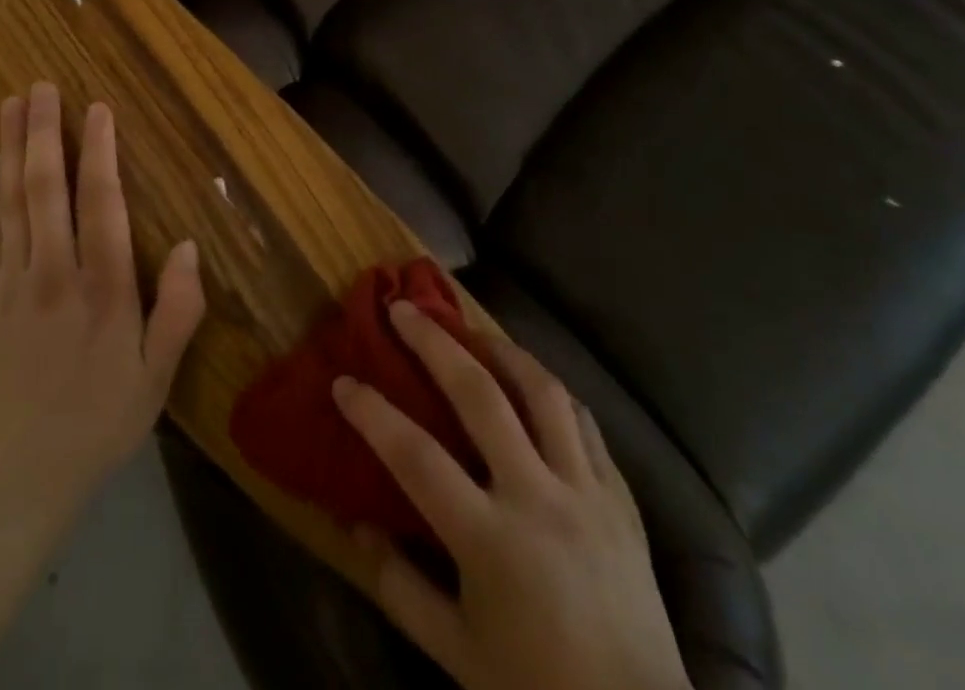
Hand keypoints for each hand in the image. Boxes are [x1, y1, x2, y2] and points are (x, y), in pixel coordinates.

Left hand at [0, 82, 205, 511]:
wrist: (15, 478)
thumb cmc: (99, 421)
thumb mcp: (156, 376)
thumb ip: (177, 310)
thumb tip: (186, 245)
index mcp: (101, 289)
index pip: (99, 202)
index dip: (99, 150)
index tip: (96, 108)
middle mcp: (52, 274)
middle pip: (44, 188)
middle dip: (42, 132)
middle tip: (40, 87)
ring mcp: (9, 284)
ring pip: (9, 202)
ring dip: (8, 150)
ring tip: (8, 106)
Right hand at [333, 301, 691, 689]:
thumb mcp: (456, 655)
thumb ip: (400, 587)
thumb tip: (357, 525)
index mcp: (490, 541)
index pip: (415, 458)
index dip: (373, 414)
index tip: (343, 381)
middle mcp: (537, 498)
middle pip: (479, 396)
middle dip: (434, 344)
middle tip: (404, 309)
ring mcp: (585, 490)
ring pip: (542, 391)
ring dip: (501, 350)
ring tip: (472, 331)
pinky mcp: (621, 496)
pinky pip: (584, 422)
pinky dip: (552, 392)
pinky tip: (532, 383)